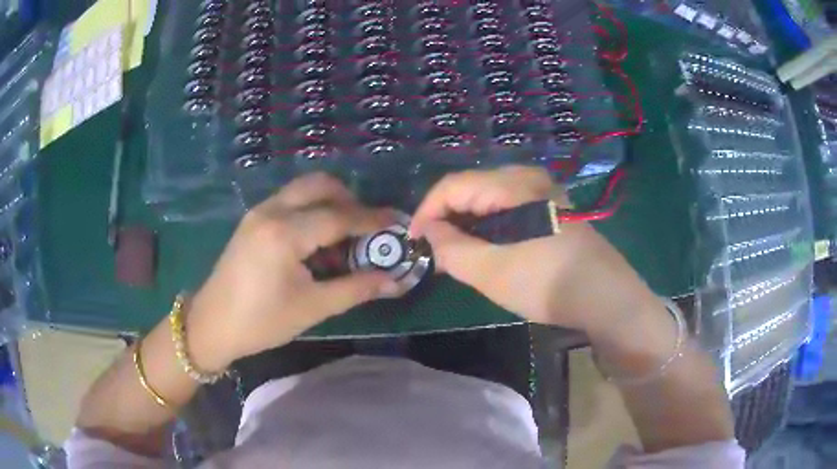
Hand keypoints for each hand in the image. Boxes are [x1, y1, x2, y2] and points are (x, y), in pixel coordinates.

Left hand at [186, 173, 399, 370]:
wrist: (211, 325)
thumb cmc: (261, 322)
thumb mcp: (312, 308)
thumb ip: (356, 289)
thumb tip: (395, 281)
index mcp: (285, 233)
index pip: (339, 216)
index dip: (372, 219)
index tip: (397, 222)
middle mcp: (271, 211)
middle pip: (320, 185)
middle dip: (350, 200)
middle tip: (367, 227)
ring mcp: (258, 212)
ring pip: (303, 189)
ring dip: (329, 203)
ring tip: (344, 236)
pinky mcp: (252, 219)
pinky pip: (289, 201)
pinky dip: (310, 210)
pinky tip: (316, 241)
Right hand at [410, 166, 655, 331]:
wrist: (606, 297)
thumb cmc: (547, 283)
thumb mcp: (491, 271)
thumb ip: (451, 248)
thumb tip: (428, 231)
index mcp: (512, 184)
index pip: (453, 186)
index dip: (426, 211)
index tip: (412, 241)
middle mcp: (528, 177)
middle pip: (471, 189)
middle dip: (447, 219)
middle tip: (435, 252)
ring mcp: (544, 191)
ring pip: (490, 200)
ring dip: (468, 224)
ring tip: (457, 255)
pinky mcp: (552, 207)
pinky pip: (509, 208)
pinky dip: (490, 227)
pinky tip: (488, 249)